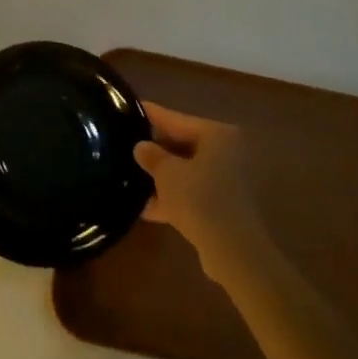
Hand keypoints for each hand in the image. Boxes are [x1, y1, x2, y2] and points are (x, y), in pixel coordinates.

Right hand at [135, 104, 265, 272]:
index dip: (151, 115)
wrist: (233, 250)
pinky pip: (191, 192)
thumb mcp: (167, 173)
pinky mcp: (222, 204)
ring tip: (129, 176)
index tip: (129, 108)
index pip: (175, 119)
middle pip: (182, 144)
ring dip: (161, 176)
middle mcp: (226, 151)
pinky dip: (172, 197)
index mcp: (217, 135)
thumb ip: (152, 156)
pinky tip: (145, 207)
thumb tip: (141, 147)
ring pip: (185, 170)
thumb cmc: (199, 199)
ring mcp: (226, 179)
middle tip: (124, 145)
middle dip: (154, 150)